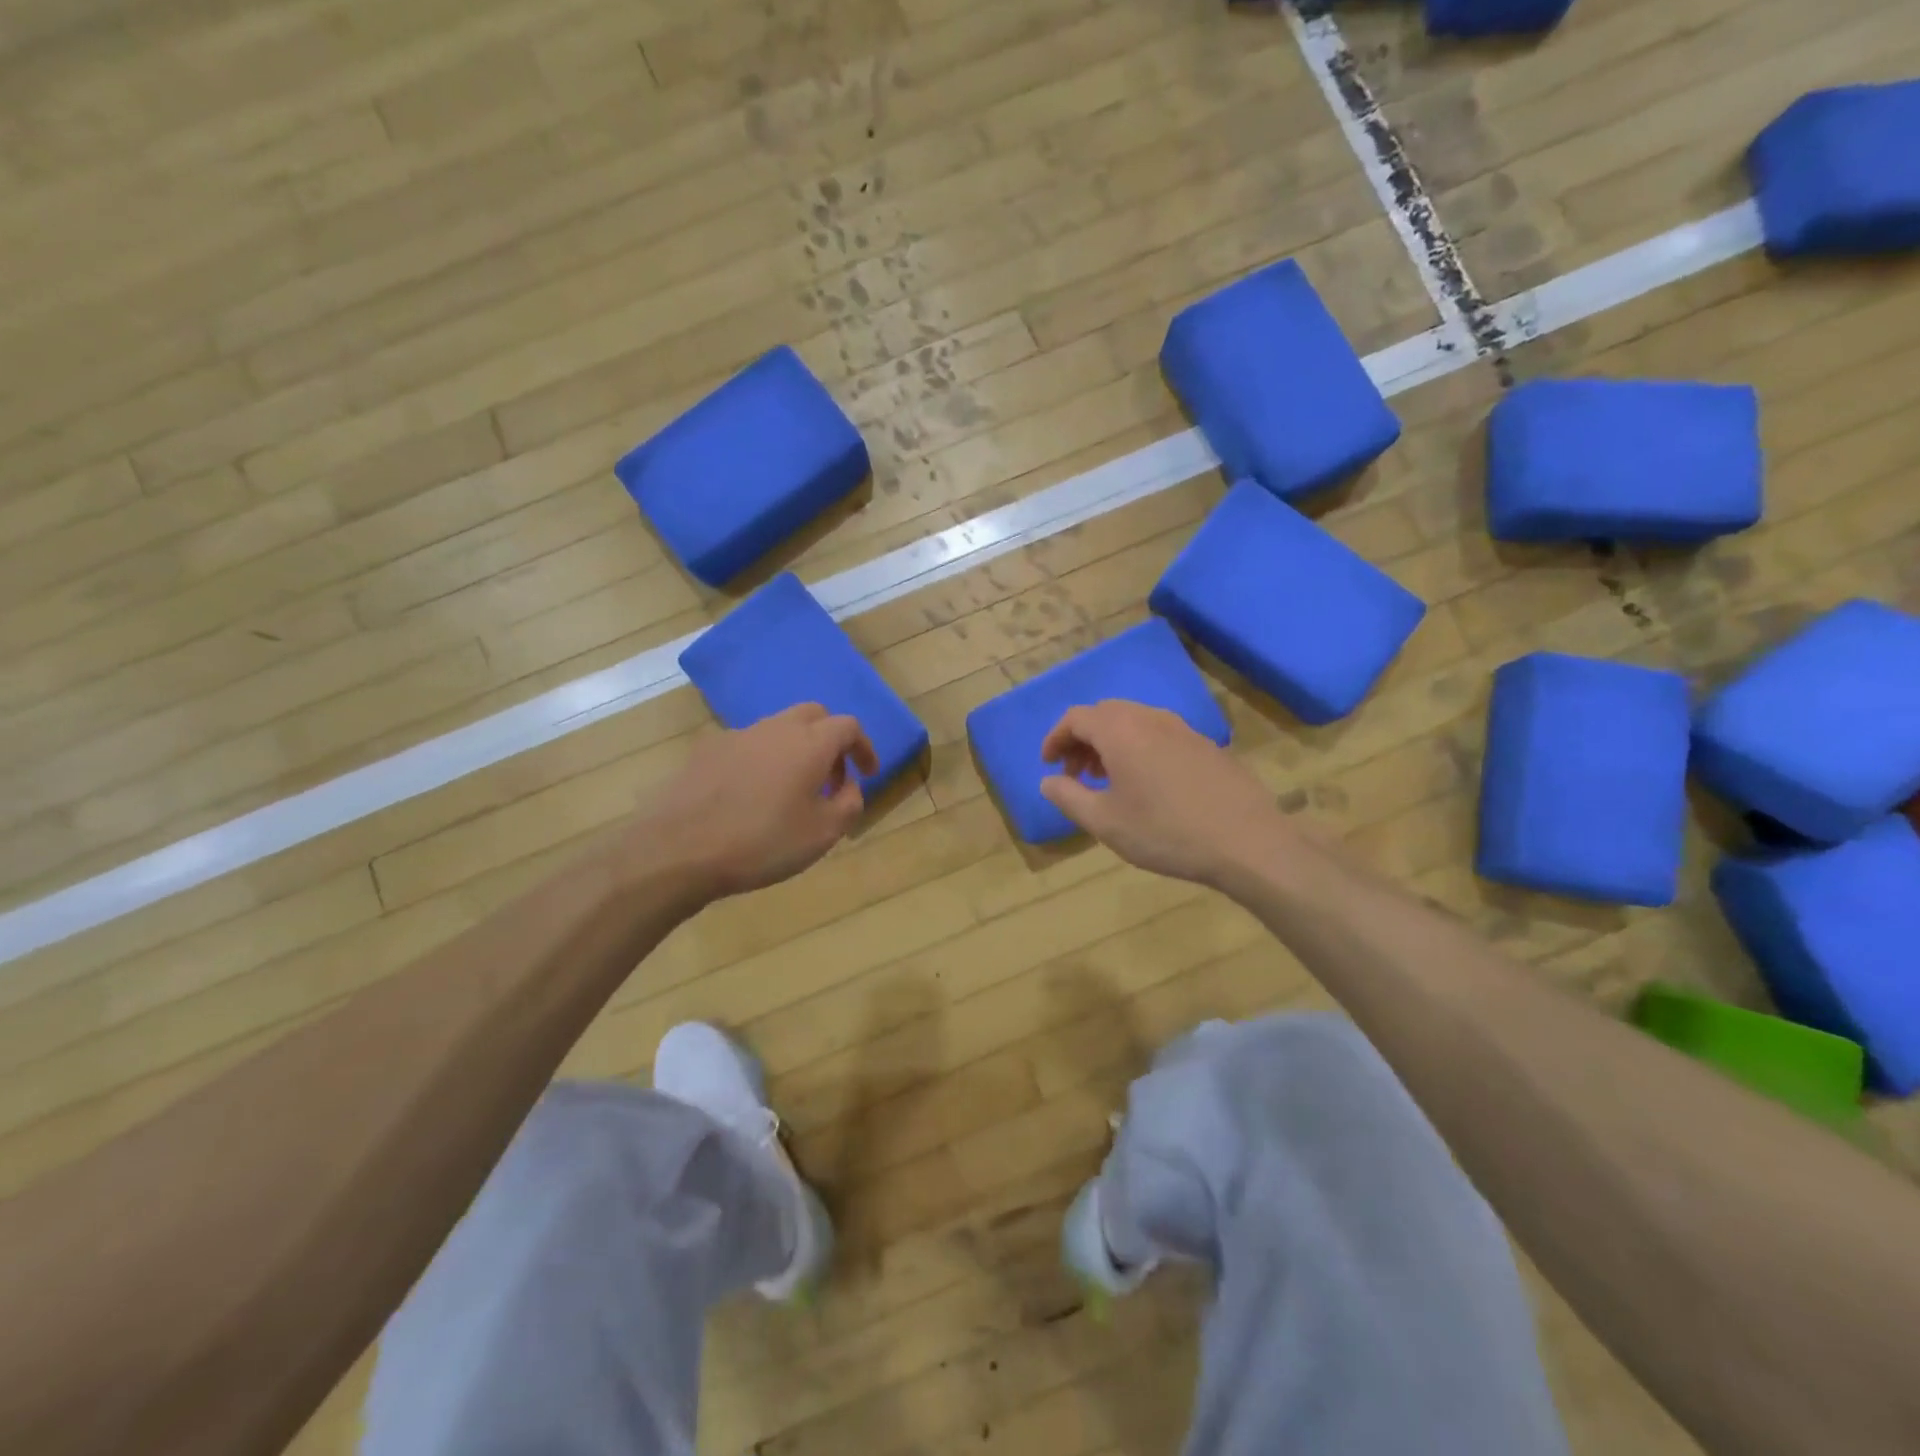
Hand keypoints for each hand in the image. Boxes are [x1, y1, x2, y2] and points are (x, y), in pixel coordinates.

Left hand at [633, 704, 878, 900]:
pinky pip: (747, 745)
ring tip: (792, 790)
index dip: (864, 747)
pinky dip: (762, 759)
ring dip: (796, 748)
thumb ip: (848, 804)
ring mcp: (736, 735)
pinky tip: (751, 795)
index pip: (849, 726)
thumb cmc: (762, 843)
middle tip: (832, 777)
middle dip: (830, 739)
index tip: (868, 773)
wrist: (678, 850)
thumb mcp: (822, 834)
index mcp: (810, 743)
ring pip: (778, 728)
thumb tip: (850, 786)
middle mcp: (775, 728)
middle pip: (813, 715)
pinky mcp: (705, 751)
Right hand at [1039, 701, 1285, 886]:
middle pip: (1105, 714)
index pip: (1076, 718)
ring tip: (1108, 780)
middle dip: (1083, 740)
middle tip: (1075, 773)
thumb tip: (1048, 781)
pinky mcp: (1206, 745)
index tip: (1049, 764)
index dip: (1055, 738)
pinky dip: (1139, 748)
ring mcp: (1183, 729)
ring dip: (1111, 743)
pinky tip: (1147, 785)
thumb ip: (1069, 797)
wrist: (1247, 842)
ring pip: (1134, 722)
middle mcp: (1150, 718)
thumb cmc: (1165, 832)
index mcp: (1120, 731)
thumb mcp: (1105, 822)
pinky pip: (1160, 735)